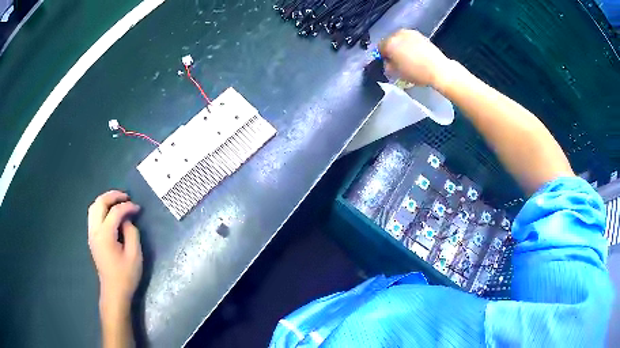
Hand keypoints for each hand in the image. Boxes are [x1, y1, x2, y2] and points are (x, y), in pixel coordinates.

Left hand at [88, 191, 141, 310]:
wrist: (114, 291)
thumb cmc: (126, 275)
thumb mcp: (135, 255)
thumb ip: (131, 232)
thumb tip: (127, 219)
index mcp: (105, 235)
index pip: (115, 212)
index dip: (127, 206)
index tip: (138, 208)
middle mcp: (95, 231)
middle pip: (100, 203)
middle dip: (113, 196)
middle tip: (126, 196)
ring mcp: (91, 234)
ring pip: (93, 207)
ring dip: (105, 200)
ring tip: (118, 201)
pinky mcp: (92, 238)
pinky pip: (93, 215)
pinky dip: (101, 208)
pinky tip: (111, 213)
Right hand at [379, 29, 452, 87]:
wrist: (438, 69)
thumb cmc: (416, 72)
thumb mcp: (397, 73)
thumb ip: (387, 66)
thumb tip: (387, 63)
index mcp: (389, 43)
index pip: (379, 47)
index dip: (382, 56)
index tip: (387, 63)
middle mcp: (398, 34)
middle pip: (390, 41)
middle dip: (392, 49)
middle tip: (397, 60)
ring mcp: (410, 33)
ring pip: (401, 39)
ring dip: (401, 46)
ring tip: (408, 58)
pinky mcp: (421, 35)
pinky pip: (410, 40)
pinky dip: (410, 45)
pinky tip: (416, 54)